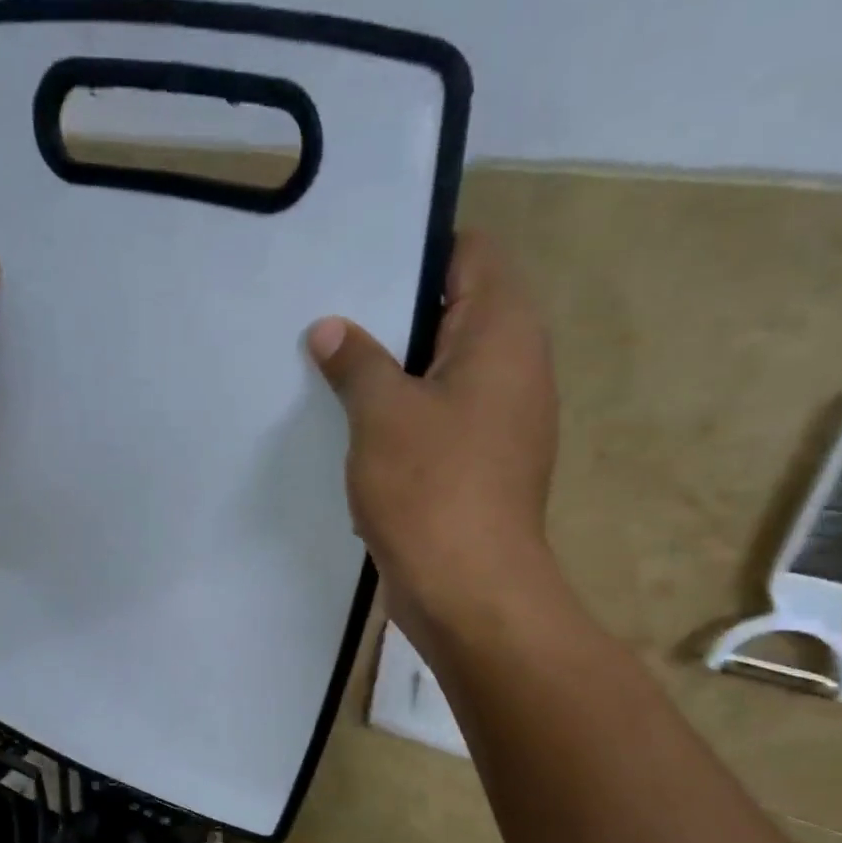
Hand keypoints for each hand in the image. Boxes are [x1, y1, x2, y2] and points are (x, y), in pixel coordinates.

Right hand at [305, 232, 558, 642]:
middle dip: (392, 313)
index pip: (471, 254)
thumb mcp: (382, 414)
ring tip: (330, 364)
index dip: (417, 250)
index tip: (358, 264)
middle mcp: (513, 367)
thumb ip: (356, 361)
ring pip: (440, 371)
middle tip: (328, 313)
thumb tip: (332, 329)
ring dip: (391, 370)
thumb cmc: (431, 488)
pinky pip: (437, 417)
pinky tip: (352, 424)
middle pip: (453, 312)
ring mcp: (498, 420)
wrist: (469, 592)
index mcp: (503, 333)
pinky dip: (401, 414)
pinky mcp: (477, 464)